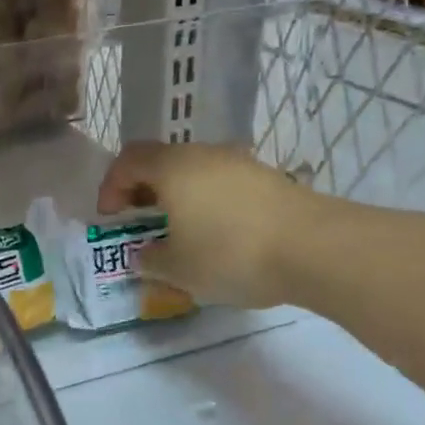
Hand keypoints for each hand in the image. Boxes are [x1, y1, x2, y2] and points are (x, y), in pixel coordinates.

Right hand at [97, 141, 313, 308]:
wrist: (314, 248)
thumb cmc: (230, 253)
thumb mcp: (177, 269)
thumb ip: (150, 260)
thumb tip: (143, 255)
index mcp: (173, 168)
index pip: (128, 161)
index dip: (111, 187)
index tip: (110, 218)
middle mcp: (204, 155)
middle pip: (162, 162)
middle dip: (144, 191)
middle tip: (140, 223)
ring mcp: (240, 163)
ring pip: (195, 172)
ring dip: (178, 198)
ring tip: (179, 233)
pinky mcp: (268, 179)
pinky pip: (222, 184)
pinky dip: (207, 203)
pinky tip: (217, 235)